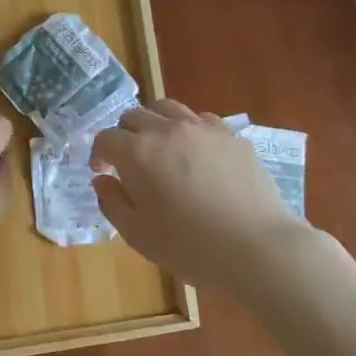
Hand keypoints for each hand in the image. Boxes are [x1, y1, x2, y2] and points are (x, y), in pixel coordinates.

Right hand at [91, 100, 308, 285]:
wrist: (256, 246)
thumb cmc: (189, 247)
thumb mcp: (138, 234)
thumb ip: (112, 203)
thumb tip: (103, 180)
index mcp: (138, 153)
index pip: (106, 138)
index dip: (99, 154)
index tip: (103, 172)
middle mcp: (168, 129)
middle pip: (134, 116)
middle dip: (125, 135)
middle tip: (130, 161)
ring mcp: (203, 128)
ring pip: (168, 109)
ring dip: (155, 124)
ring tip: (162, 148)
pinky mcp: (231, 135)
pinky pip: (201, 120)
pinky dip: (189, 130)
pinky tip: (197, 155)